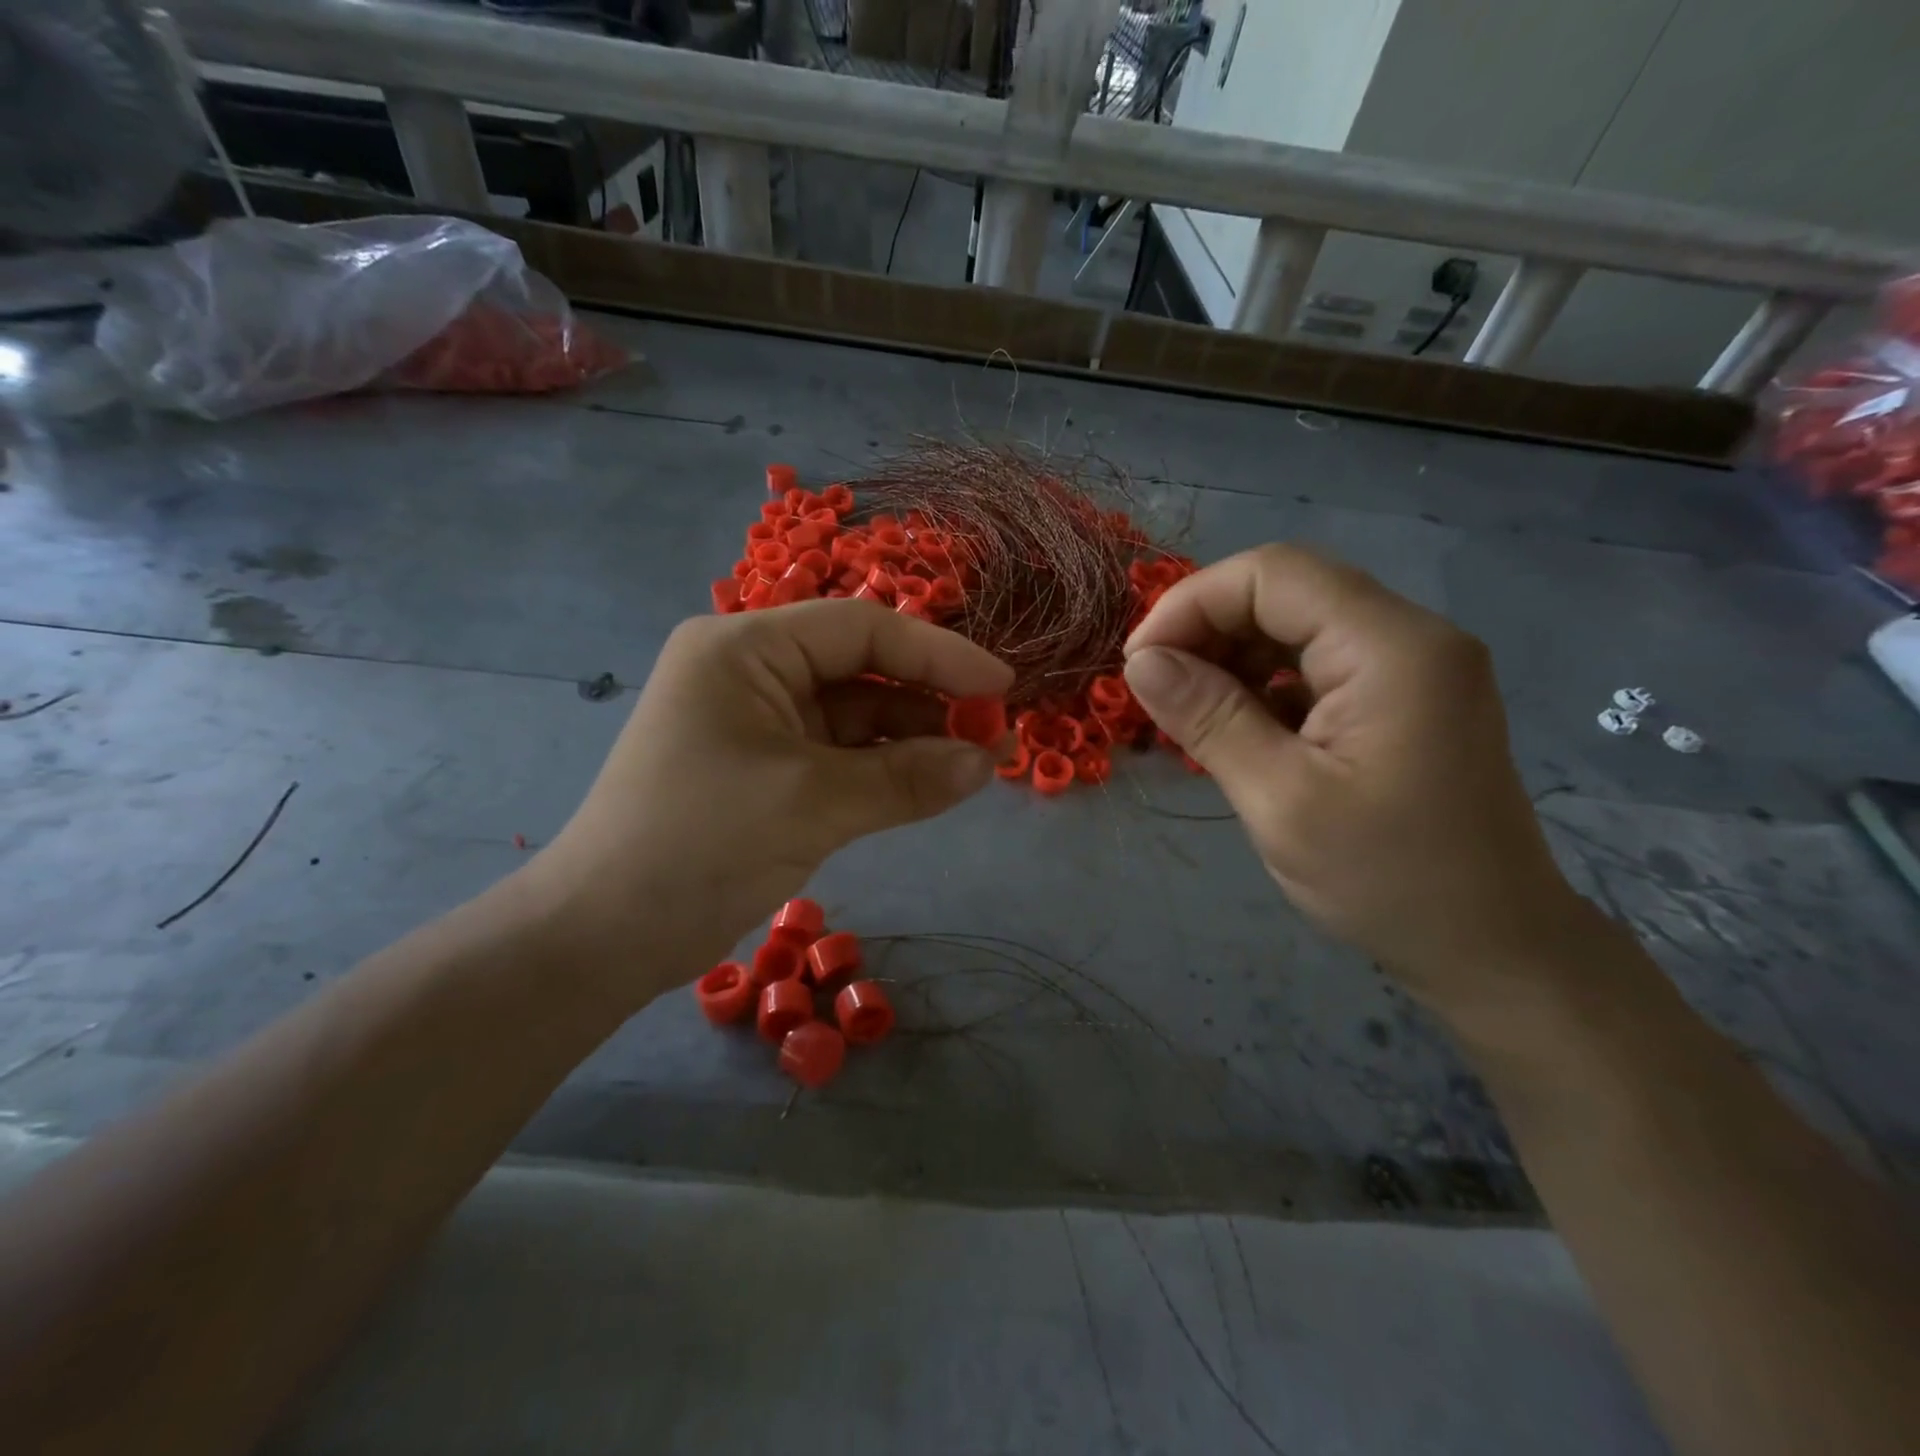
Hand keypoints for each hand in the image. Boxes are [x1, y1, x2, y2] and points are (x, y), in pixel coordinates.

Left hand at [525, 600, 1011, 997]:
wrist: (602, 937)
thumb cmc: (700, 845)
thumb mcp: (813, 804)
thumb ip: (907, 777)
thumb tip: (988, 762)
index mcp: (744, 648)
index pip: (861, 629)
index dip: (939, 654)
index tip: (1002, 685)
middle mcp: (749, 671)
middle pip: (860, 669)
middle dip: (929, 700)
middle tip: (996, 733)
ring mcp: (756, 722)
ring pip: (854, 716)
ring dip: (913, 739)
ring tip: (977, 764)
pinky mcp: (763, 769)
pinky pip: (838, 755)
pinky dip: (883, 770)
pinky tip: (931, 783)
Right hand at [1123, 544, 1583, 1013]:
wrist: (1494, 950)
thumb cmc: (1388, 881)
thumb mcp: (1280, 801)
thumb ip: (1209, 718)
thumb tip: (1140, 662)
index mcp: (1391, 648)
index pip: (1272, 575)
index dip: (1191, 604)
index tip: (1139, 665)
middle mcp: (1409, 637)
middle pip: (1286, 591)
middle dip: (1207, 628)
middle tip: (1155, 689)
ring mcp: (1411, 666)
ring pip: (1297, 624)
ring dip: (1231, 656)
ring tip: (1187, 710)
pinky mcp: (1403, 698)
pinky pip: (1318, 662)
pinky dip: (1264, 682)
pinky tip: (1235, 726)